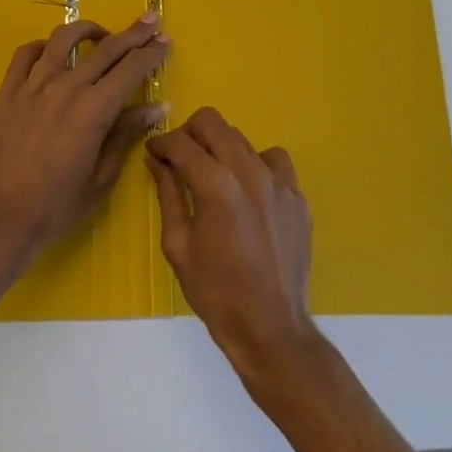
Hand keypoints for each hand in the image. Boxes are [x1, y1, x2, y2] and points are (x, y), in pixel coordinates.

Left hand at [0, 14, 169, 261]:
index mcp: (94, 109)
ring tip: (101, 34)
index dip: (151, 52)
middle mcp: (66, 87)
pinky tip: (52, 52)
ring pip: (64, 39)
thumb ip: (126, 135)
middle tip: (149, 21)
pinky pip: (26, 54)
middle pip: (106, 48)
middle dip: (133, 33)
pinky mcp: (7, 91)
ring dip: (88, 30)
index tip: (164, 40)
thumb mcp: (101, 177)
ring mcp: (33, 85)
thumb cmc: (56, 206)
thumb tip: (157, 106)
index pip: (131, 68)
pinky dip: (43, 46)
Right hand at [147, 107, 317, 380]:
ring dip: (220, 148)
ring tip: (214, 176)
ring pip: (241, 138)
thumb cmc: (216, 293)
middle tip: (180, 158)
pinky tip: (249, 190)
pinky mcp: (297, 195)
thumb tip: (157, 161)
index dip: (161, 143)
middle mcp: (248, 171)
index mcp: (215, 185)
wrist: (272, 329)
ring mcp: (277, 181)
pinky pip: (274, 159)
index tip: (154, 152)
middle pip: (212, 122)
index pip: (180, 142)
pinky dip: (255, 164)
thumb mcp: (178, 245)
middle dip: (189, 133)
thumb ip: (168, 194)